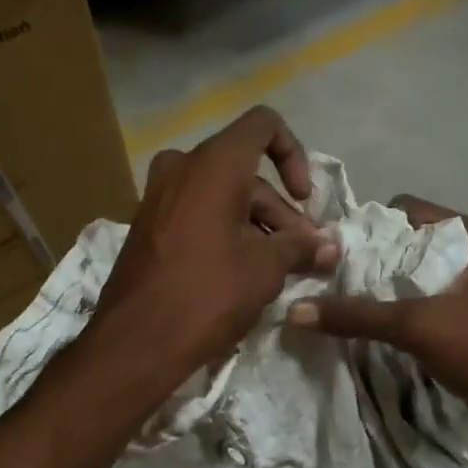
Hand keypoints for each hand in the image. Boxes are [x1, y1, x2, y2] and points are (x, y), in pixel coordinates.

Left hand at [91, 107, 337, 381]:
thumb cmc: (209, 294)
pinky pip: (197, 215)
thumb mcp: (266, 269)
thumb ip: (301, 248)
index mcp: (213, 164)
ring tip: (279, 271)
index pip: (263, 126)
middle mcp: (181, 168)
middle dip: (281, 213)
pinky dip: (225, 233)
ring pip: (221, 197)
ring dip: (256, 227)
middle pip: (245, 173)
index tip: (305, 198)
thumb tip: (330, 247)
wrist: (137, 341)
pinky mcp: (147, 227)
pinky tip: (243, 274)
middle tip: (304, 255)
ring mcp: (158, 197)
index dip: (294, 155)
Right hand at [287, 195, 467, 444]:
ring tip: (335, 302)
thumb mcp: (417, 325)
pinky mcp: (458, 314)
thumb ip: (357, 315)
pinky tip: (362, 324)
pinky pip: (414, 301)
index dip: (365, 228)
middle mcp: (467, 250)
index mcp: (467, 233)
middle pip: (400, 243)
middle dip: (363, 261)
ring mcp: (463, 284)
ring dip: (374, 288)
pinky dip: (389, 309)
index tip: (329, 253)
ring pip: (405, 274)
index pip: (402, 211)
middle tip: (324, 280)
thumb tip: (294, 311)